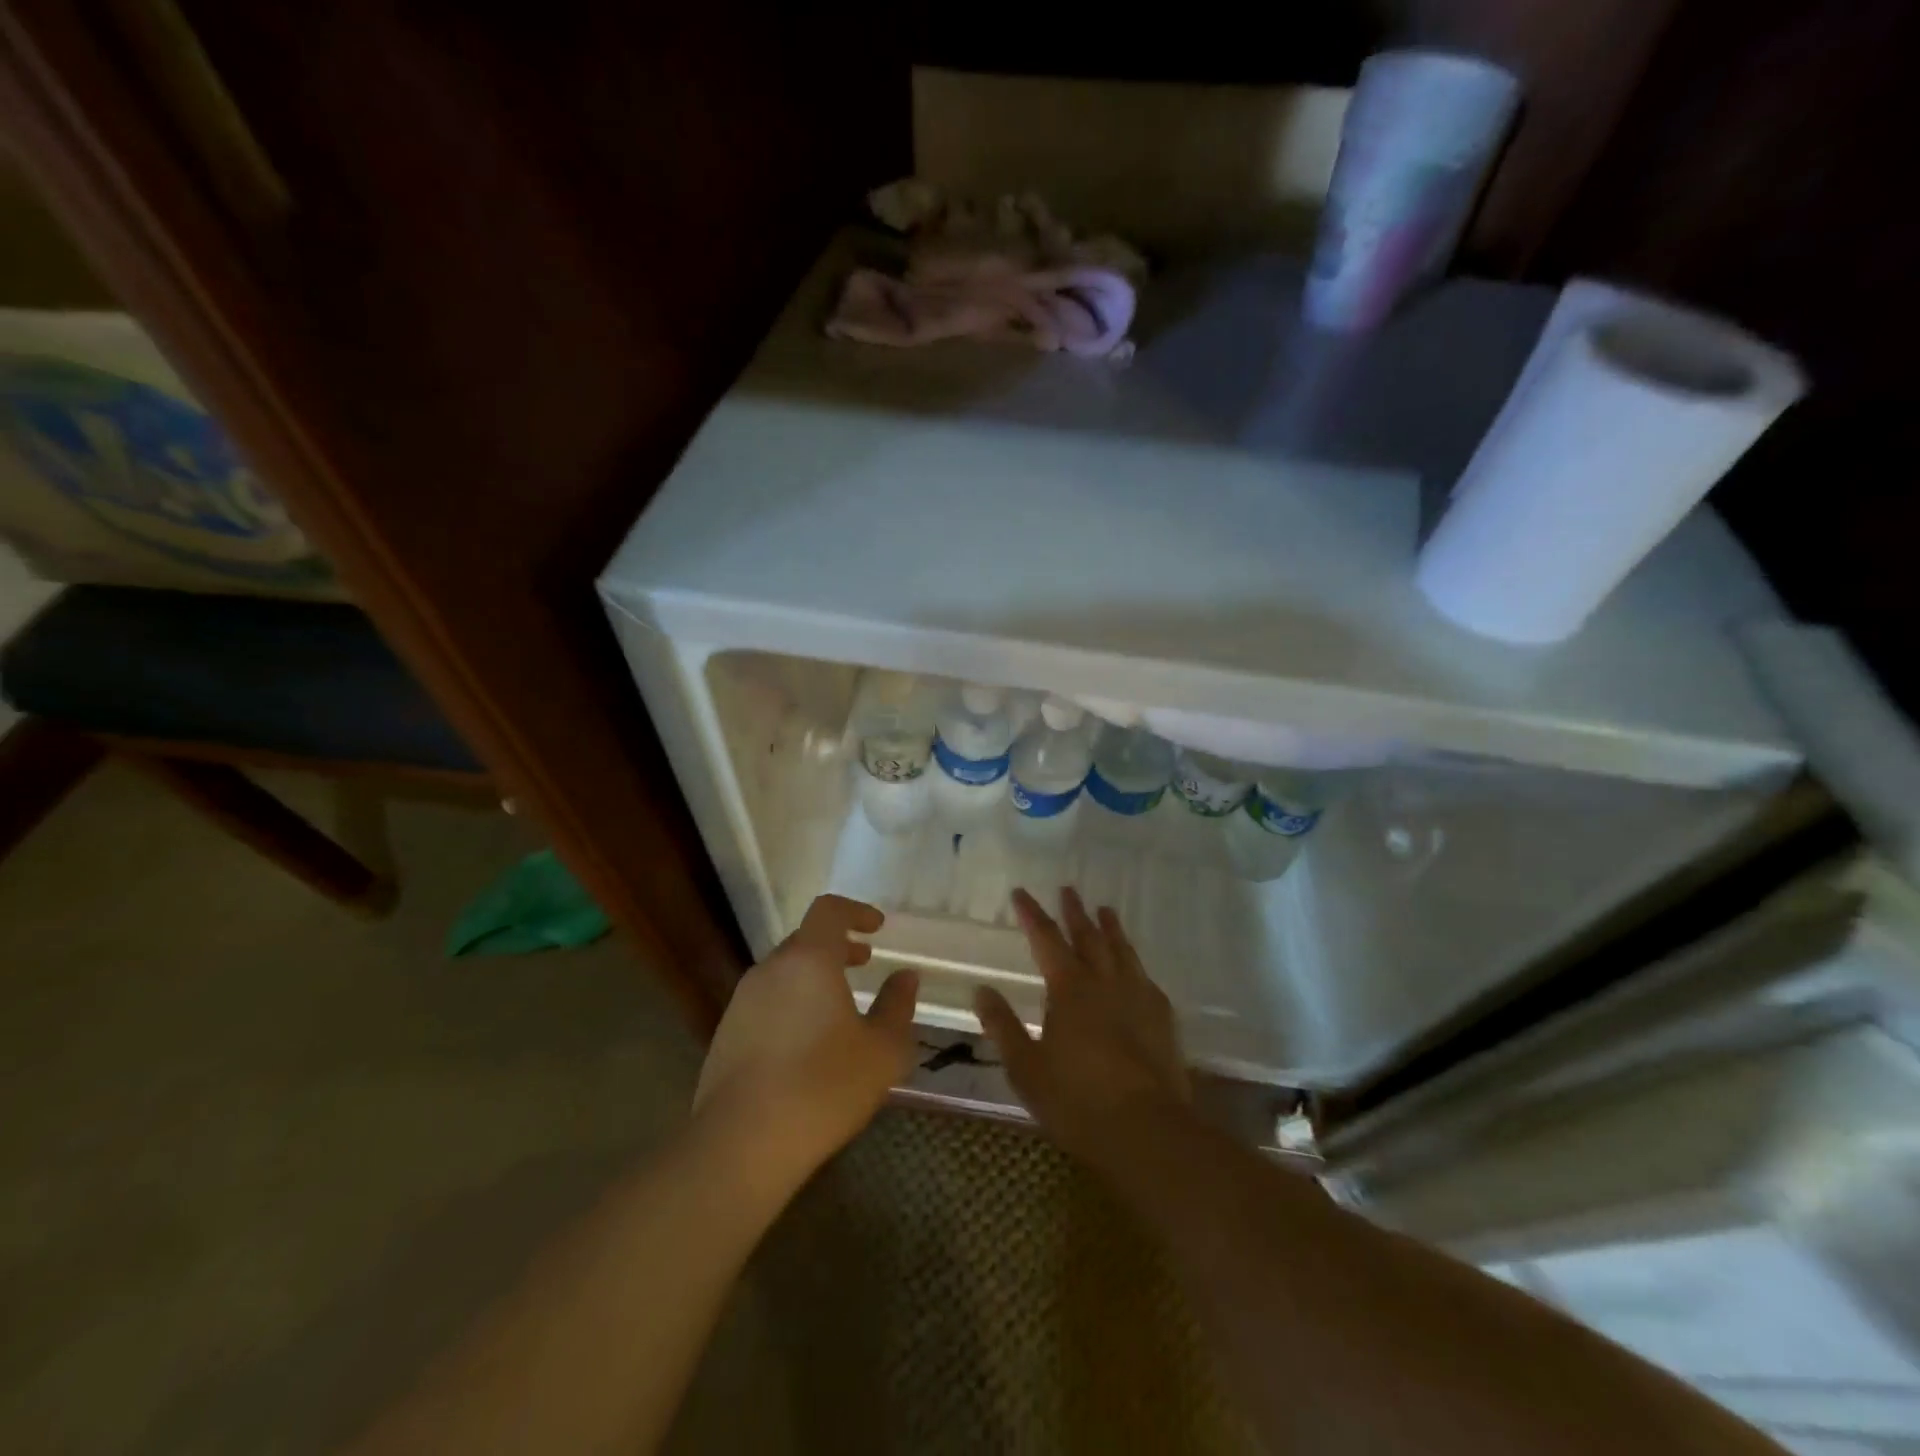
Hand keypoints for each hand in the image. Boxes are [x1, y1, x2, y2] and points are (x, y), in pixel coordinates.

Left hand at [693, 895, 917, 1189]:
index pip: (829, 910)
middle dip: (837, 946)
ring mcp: (742, 1001)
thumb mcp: (881, 1050)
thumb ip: (897, 1006)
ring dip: (814, 977)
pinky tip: (807, 1043)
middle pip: (805, 940)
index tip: (877, 927)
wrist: (742, 1143)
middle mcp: (770, 969)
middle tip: (864, 963)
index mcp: (809, 960)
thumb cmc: (823, 1087)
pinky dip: (792, 1003)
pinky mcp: (726, 1034)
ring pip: (784, 972)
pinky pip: (767, 1002)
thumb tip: (905, 976)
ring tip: (839, 1007)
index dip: (856, 911)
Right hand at [975, 887, 1191, 1166]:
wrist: (1147, 1130)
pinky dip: (1135, 963)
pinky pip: (1146, 978)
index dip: (1032, 914)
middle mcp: (1105, 982)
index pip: (1046, 939)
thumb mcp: (1025, 1067)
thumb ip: (1003, 1026)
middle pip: (1088, 936)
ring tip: (1106, 910)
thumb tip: (981, 990)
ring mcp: (1138, 997)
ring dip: (1111, 928)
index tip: (1021, 893)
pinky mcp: (1162, 1019)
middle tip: (1068, 890)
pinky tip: (1137, 968)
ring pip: (1122, 951)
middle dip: (1075, 912)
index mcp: (1069, 988)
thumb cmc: (1076, 1100)